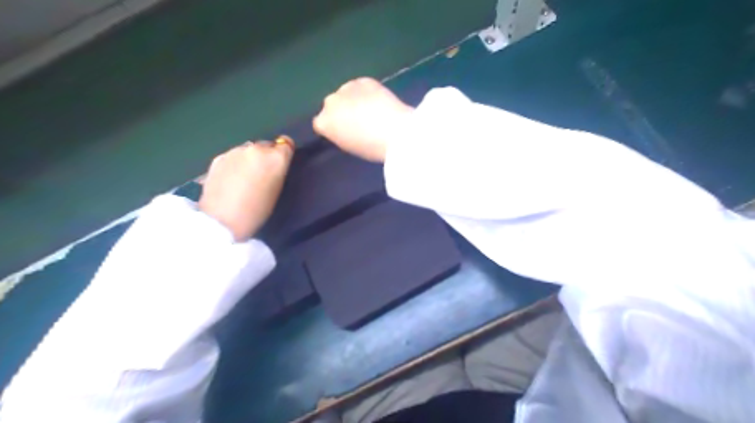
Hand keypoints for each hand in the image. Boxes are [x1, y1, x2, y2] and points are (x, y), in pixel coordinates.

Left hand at [199, 141, 291, 240]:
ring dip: (249, 159)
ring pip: (248, 150)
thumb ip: (278, 171)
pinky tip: (231, 180)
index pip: (286, 144)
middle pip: (266, 145)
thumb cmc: (258, 211)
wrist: (222, 220)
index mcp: (276, 158)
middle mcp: (257, 149)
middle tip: (262, 174)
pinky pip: (233, 157)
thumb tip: (273, 164)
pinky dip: (235, 164)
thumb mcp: (277, 191)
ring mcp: (235, 151)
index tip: (281, 163)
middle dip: (266, 156)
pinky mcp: (219, 157)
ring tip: (244, 178)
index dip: (284, 153)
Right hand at [317, 77, 415, 162]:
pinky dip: (366, 92)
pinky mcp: (363, 80)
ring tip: (369, 110)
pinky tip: (378, 101)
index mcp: (323, 123)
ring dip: (353, 99)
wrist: (395, 132)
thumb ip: (341, 134)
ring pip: (345, 93)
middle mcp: (330, 102)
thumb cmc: (372, 148)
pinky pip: (360, 86)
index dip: (333, 127)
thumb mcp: (349, 146)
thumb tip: (344, 127)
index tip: (345, 132)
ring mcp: (346, 88)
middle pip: (331, 105)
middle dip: (341, 110)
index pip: (321, 123)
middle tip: (358, 121)